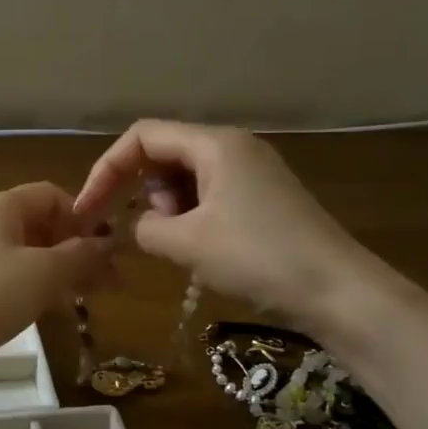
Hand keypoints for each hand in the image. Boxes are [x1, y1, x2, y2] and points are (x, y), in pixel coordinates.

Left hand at [0, 183, 114, 366]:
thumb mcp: (45, 272)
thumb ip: (81, 255)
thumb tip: (108, 243)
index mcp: (0, 207)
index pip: (51, 195)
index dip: (83, 217)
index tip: (107, 249)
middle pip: (41, 226)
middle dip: (78, 250)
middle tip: (111, 282)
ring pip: (29, 256)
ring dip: (62, 272)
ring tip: (90, 298)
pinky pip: (12, 280)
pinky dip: (38, 290)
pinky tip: (56, 311)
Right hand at [74, 120, 373, 331]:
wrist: (338, 291)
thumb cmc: (258, 257)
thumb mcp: (188, 243)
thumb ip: (145, 227)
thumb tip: (136, 226)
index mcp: (214, 144)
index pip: (143, 136)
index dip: (107, 168)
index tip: (89, 209)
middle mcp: (233, 148)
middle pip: (164, 153)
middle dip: (143, 190)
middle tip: (152, 231)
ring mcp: (252, 173)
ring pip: (187, 178)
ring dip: (169, 208)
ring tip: (180, 244)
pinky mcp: (263, 200)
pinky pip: (210, 196)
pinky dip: (192, 218)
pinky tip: (201, 250)